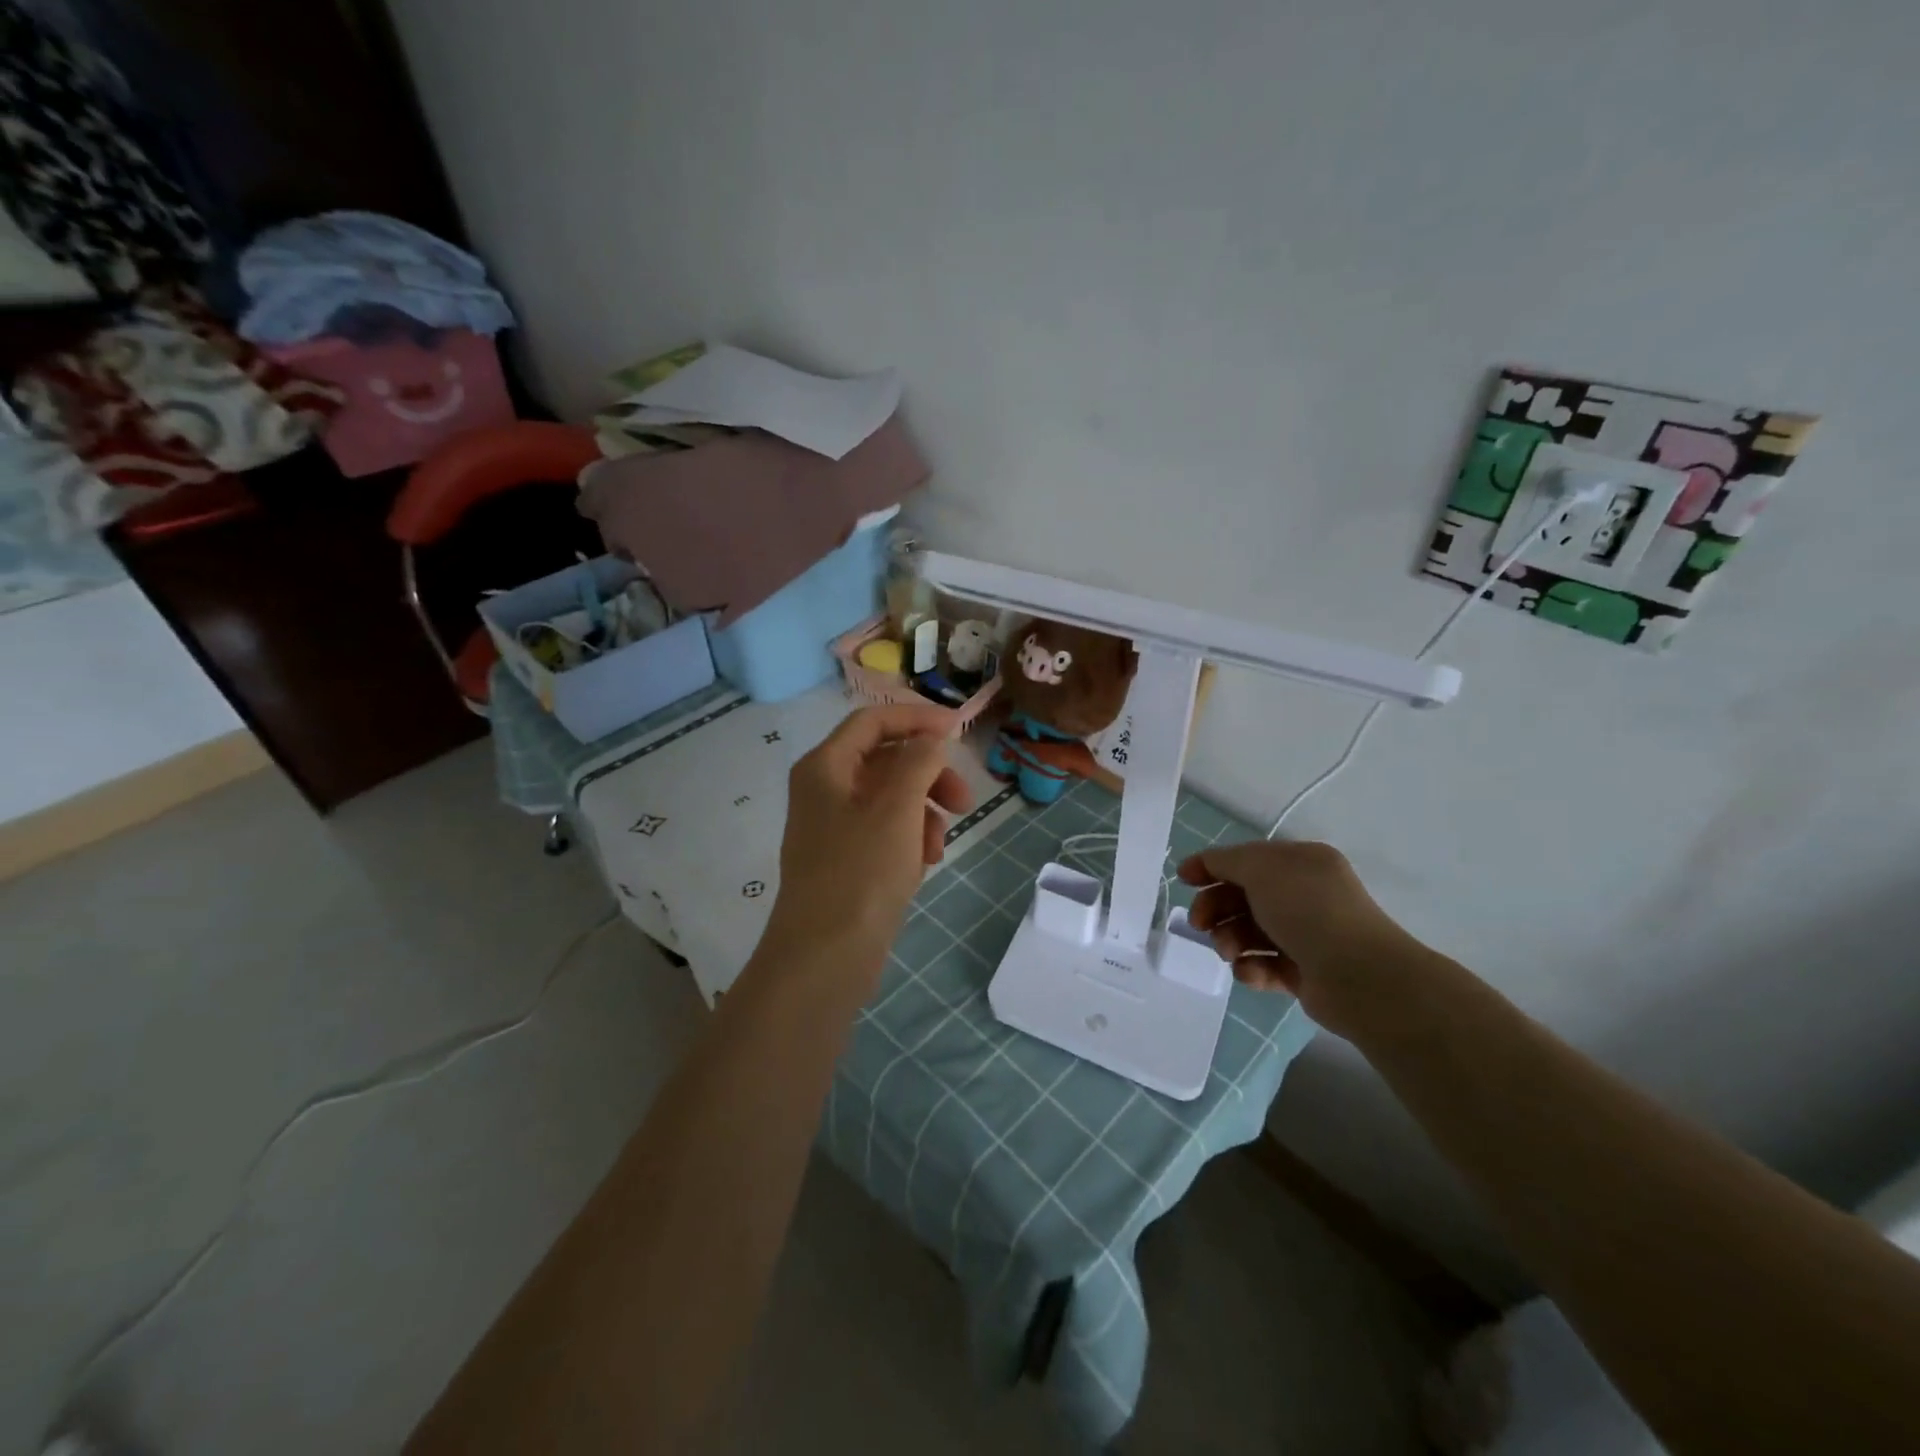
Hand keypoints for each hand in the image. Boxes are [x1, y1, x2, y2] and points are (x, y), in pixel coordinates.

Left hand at [767, 704, 972, 965]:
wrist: (825, 957)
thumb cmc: (861, 873)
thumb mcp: (897, 808)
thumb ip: (918, 761)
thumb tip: (931, 739)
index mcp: (825, 767)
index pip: (872, 721)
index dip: (917, 718)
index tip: (959, 730)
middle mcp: (824, 790)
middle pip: (885, 761)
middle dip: (928, 775)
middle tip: (964, 799)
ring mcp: (833, 828)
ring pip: (891, 799)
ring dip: (924, 813)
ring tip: (939, 846)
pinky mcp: (846, 861)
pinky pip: (886, 832)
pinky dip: (910, 839)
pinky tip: (924, 865)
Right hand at [1177, 840, 1427, 1037]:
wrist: (1359, 977)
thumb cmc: (1307, 910)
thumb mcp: (1260, 869)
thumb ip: (1225, 861)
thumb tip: (1205, 865)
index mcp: (1301, 863)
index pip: (1247, 859)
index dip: (1211, 866)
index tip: (1183, 880)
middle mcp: (1305, 894)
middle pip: (1243, 896)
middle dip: (1216, 909)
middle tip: (1200, 925)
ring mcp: (1306, 935)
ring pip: (1249, 932)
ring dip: (1230, 940)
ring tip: (1230, 953)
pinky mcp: (1304, 972)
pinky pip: (1264, 965)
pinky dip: (1251, 968)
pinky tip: (1250, 973)